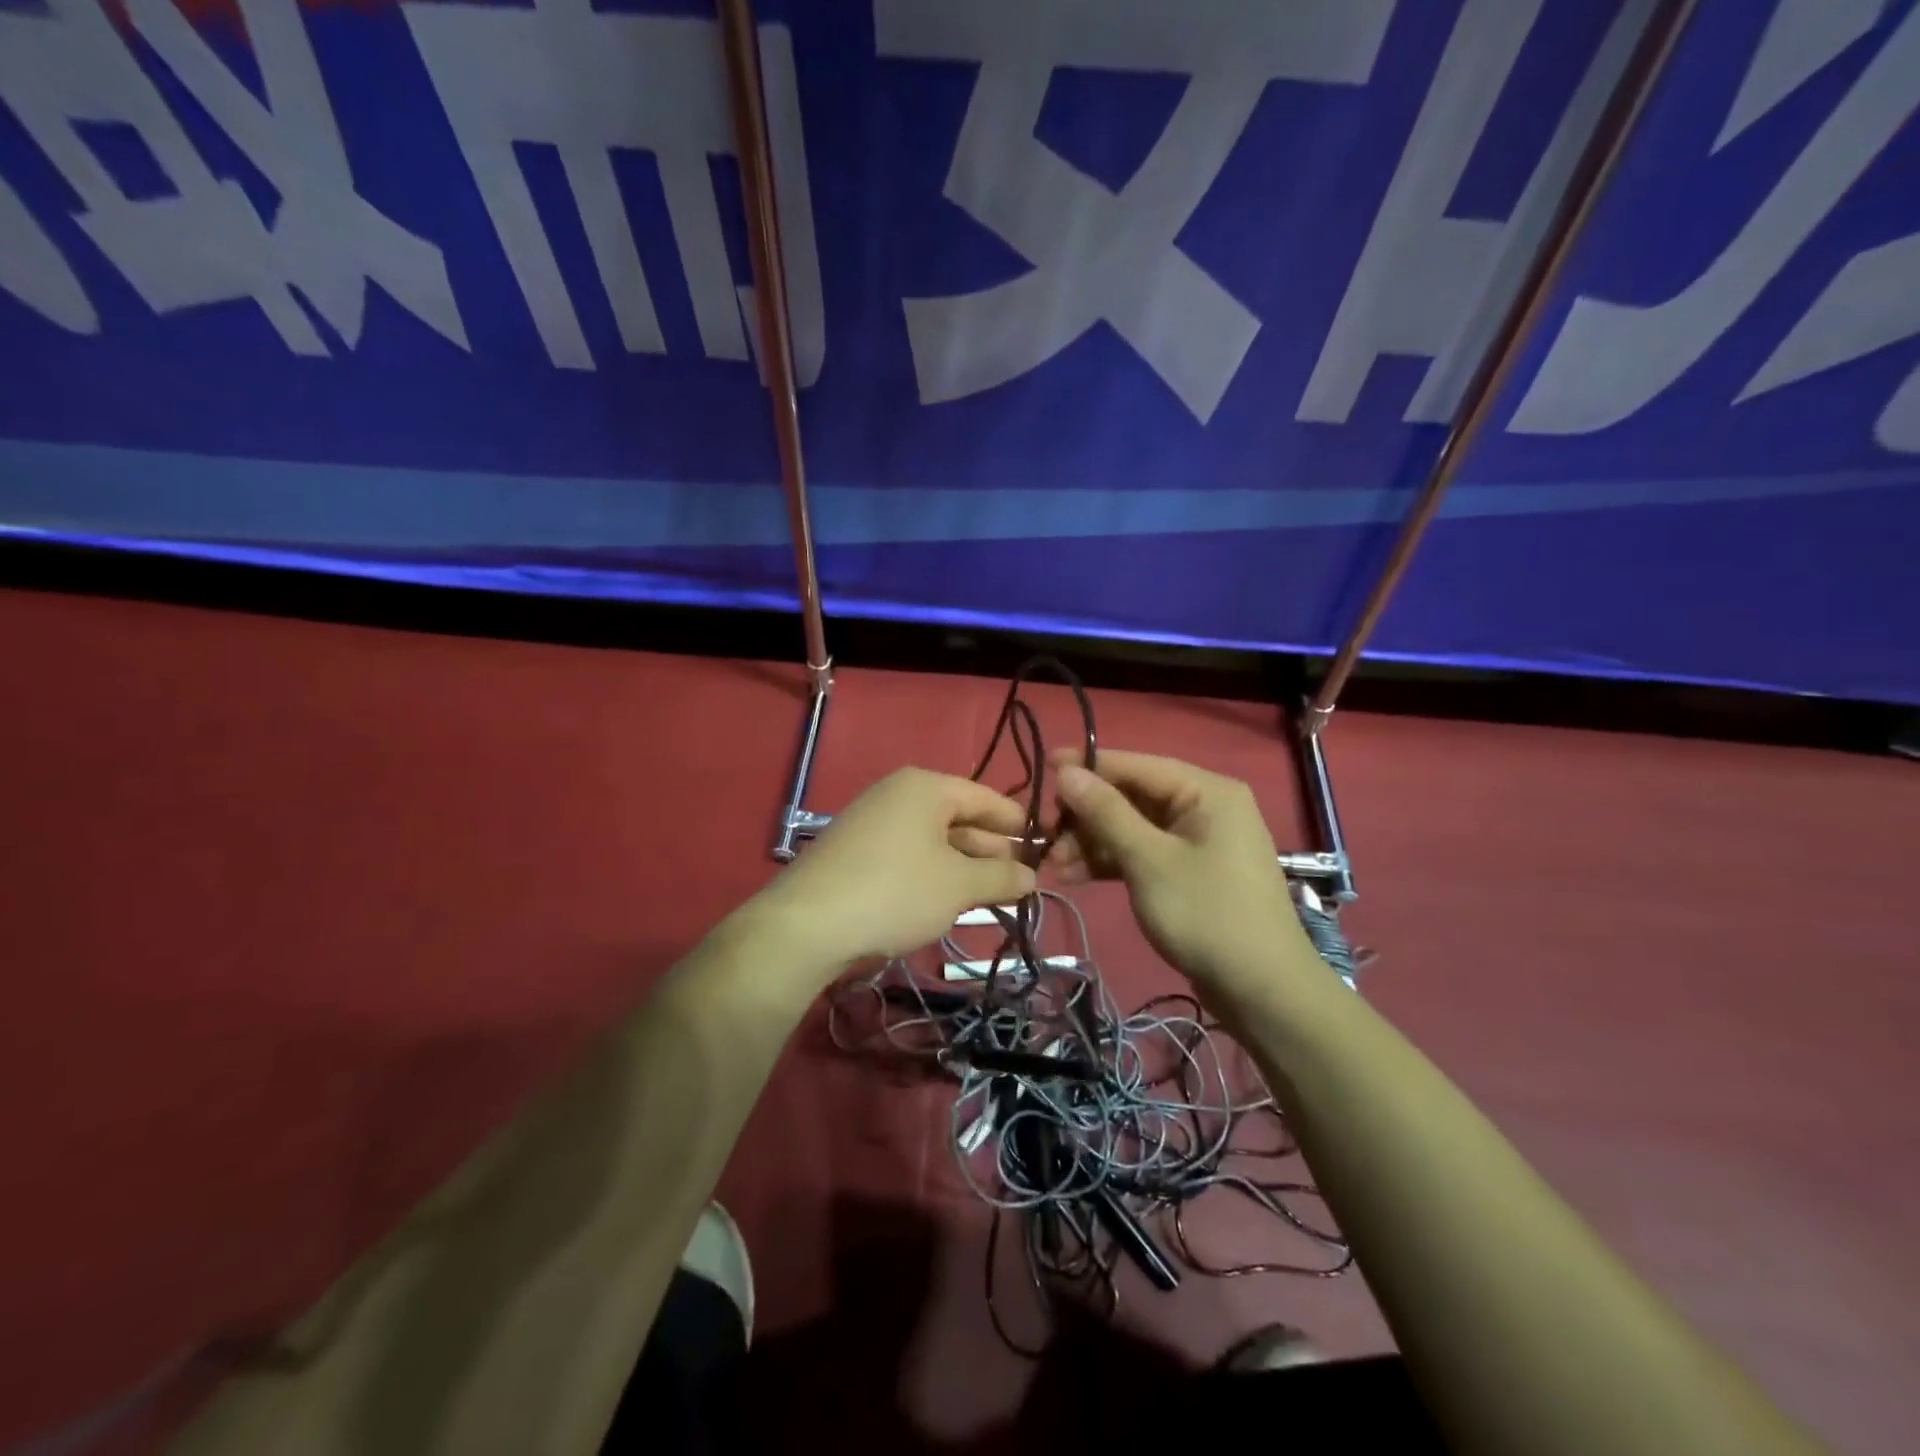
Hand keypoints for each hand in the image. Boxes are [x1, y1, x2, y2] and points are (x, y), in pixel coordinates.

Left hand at [755, 767, 1036, 971]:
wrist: (807, 924)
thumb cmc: (896, 892)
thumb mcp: (958, 886)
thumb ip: (1001, 877)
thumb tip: (1031, 876)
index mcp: (926, 787)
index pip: (985, 798)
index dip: (1016, 822)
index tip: (1043, 845)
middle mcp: (898, 794)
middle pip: (959, 817)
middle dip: (991, 849)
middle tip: (1021, 880)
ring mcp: (872, 820)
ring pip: (933, 839)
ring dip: (963, 865)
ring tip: (991, 894)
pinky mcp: (855, 850)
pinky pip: (908, 853)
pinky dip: (933, 872)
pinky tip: (946, 899)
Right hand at [1048, 750, 1335, 1011]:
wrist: (1262, 991)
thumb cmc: (1206, 914)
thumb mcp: (1148, 859)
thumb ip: (1105, 812)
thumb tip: (1067, 771)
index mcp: (1206, 791)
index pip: (1136, 765)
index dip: (1087, 765)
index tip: (1043, 766)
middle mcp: (1204, 807)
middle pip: (1131, 797)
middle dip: (1085, 816)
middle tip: (1043, 835)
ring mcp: (1198, 842)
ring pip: (1132, 828)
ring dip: (1092, 843)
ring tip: (1052, 865)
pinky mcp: (1189, 873)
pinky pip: (1143, 854)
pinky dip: (1111, 862)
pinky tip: (1074, 876)